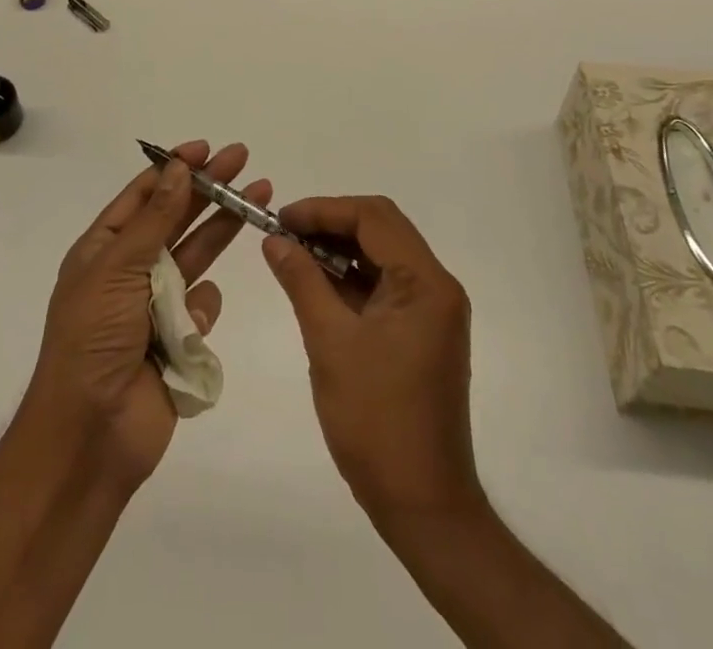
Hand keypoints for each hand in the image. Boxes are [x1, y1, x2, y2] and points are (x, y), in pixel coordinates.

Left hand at [28, 141, 268, 490]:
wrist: (91, 434)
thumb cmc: (93, 339)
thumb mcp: (117, 268)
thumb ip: (154, 219)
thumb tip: (176, 168)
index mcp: (104, 249)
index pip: (142, 195)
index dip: (172, 168)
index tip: (204, 148)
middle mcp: (130, 270)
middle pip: (176, 217)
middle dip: (209, 188)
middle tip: (243, 159)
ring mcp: (155, 305)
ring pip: (197, 255)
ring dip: (222, 229)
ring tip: (258, 199)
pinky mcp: (179, 339)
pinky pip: (203, 308)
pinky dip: (203, 310)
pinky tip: (191, 327)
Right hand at [262, 195, 481, 524]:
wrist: (422, 504)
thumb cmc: (376, 421)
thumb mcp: (329, 343)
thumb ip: (302, 281)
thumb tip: (274, 239)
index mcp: (425, 283)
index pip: (373, 217)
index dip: (324, 209)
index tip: (281, 219)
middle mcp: (437, 287)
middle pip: (381, 229)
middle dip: (330, 224)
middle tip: (284, 234)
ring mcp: (433, 311)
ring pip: (382, 255)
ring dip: (339, 249)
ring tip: (292, 255)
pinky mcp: (423, 332)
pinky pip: (385, 285)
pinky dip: (351, 278)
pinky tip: (317, 285)